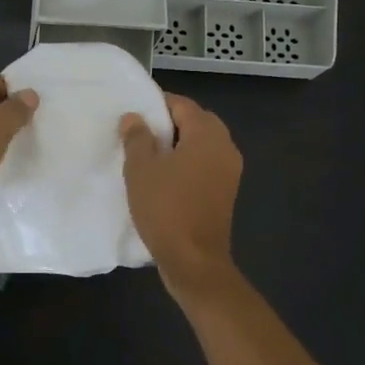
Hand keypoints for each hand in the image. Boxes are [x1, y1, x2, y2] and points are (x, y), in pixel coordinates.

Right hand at [120, 94, 242, 299]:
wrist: (194, 260)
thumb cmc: (165, 208)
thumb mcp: (141, 169)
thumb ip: (137, 137)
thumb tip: (134, 117)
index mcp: (207, 135)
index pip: (183, 105)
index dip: (157, 104)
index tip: (134, 113)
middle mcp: (225, 147)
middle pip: (197, 122)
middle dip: (169, 123)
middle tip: (140, 133)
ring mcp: (230, 171)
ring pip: (202, 144)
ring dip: (179, 144)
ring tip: (150, 155)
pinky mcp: (226, 192)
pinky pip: (206, 164)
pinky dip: (188, 163)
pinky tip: (166, 177)